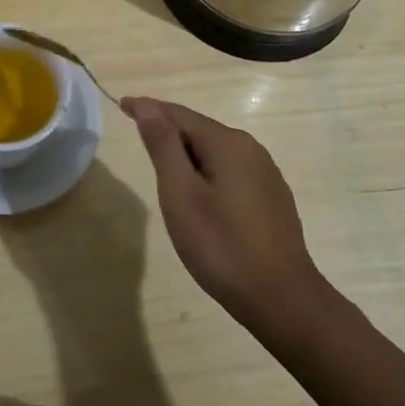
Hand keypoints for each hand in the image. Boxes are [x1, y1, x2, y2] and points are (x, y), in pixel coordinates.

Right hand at [123, 96, 324, 325]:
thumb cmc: (222, 245)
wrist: (282, 300)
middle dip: (167, 129)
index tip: (122, 105)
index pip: (178, 114)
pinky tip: (199, 191)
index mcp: (227, 143)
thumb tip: (147, 106)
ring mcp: (266, 174)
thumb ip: (163, 146)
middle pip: (199, 129)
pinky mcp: (272, 198)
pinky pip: (230, 170)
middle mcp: (251, 149)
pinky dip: (207, 170)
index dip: (148, 108)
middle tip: (137, 133)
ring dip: (187, 152)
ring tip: (162, 163)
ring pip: (216, 151)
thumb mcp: (181, 194)